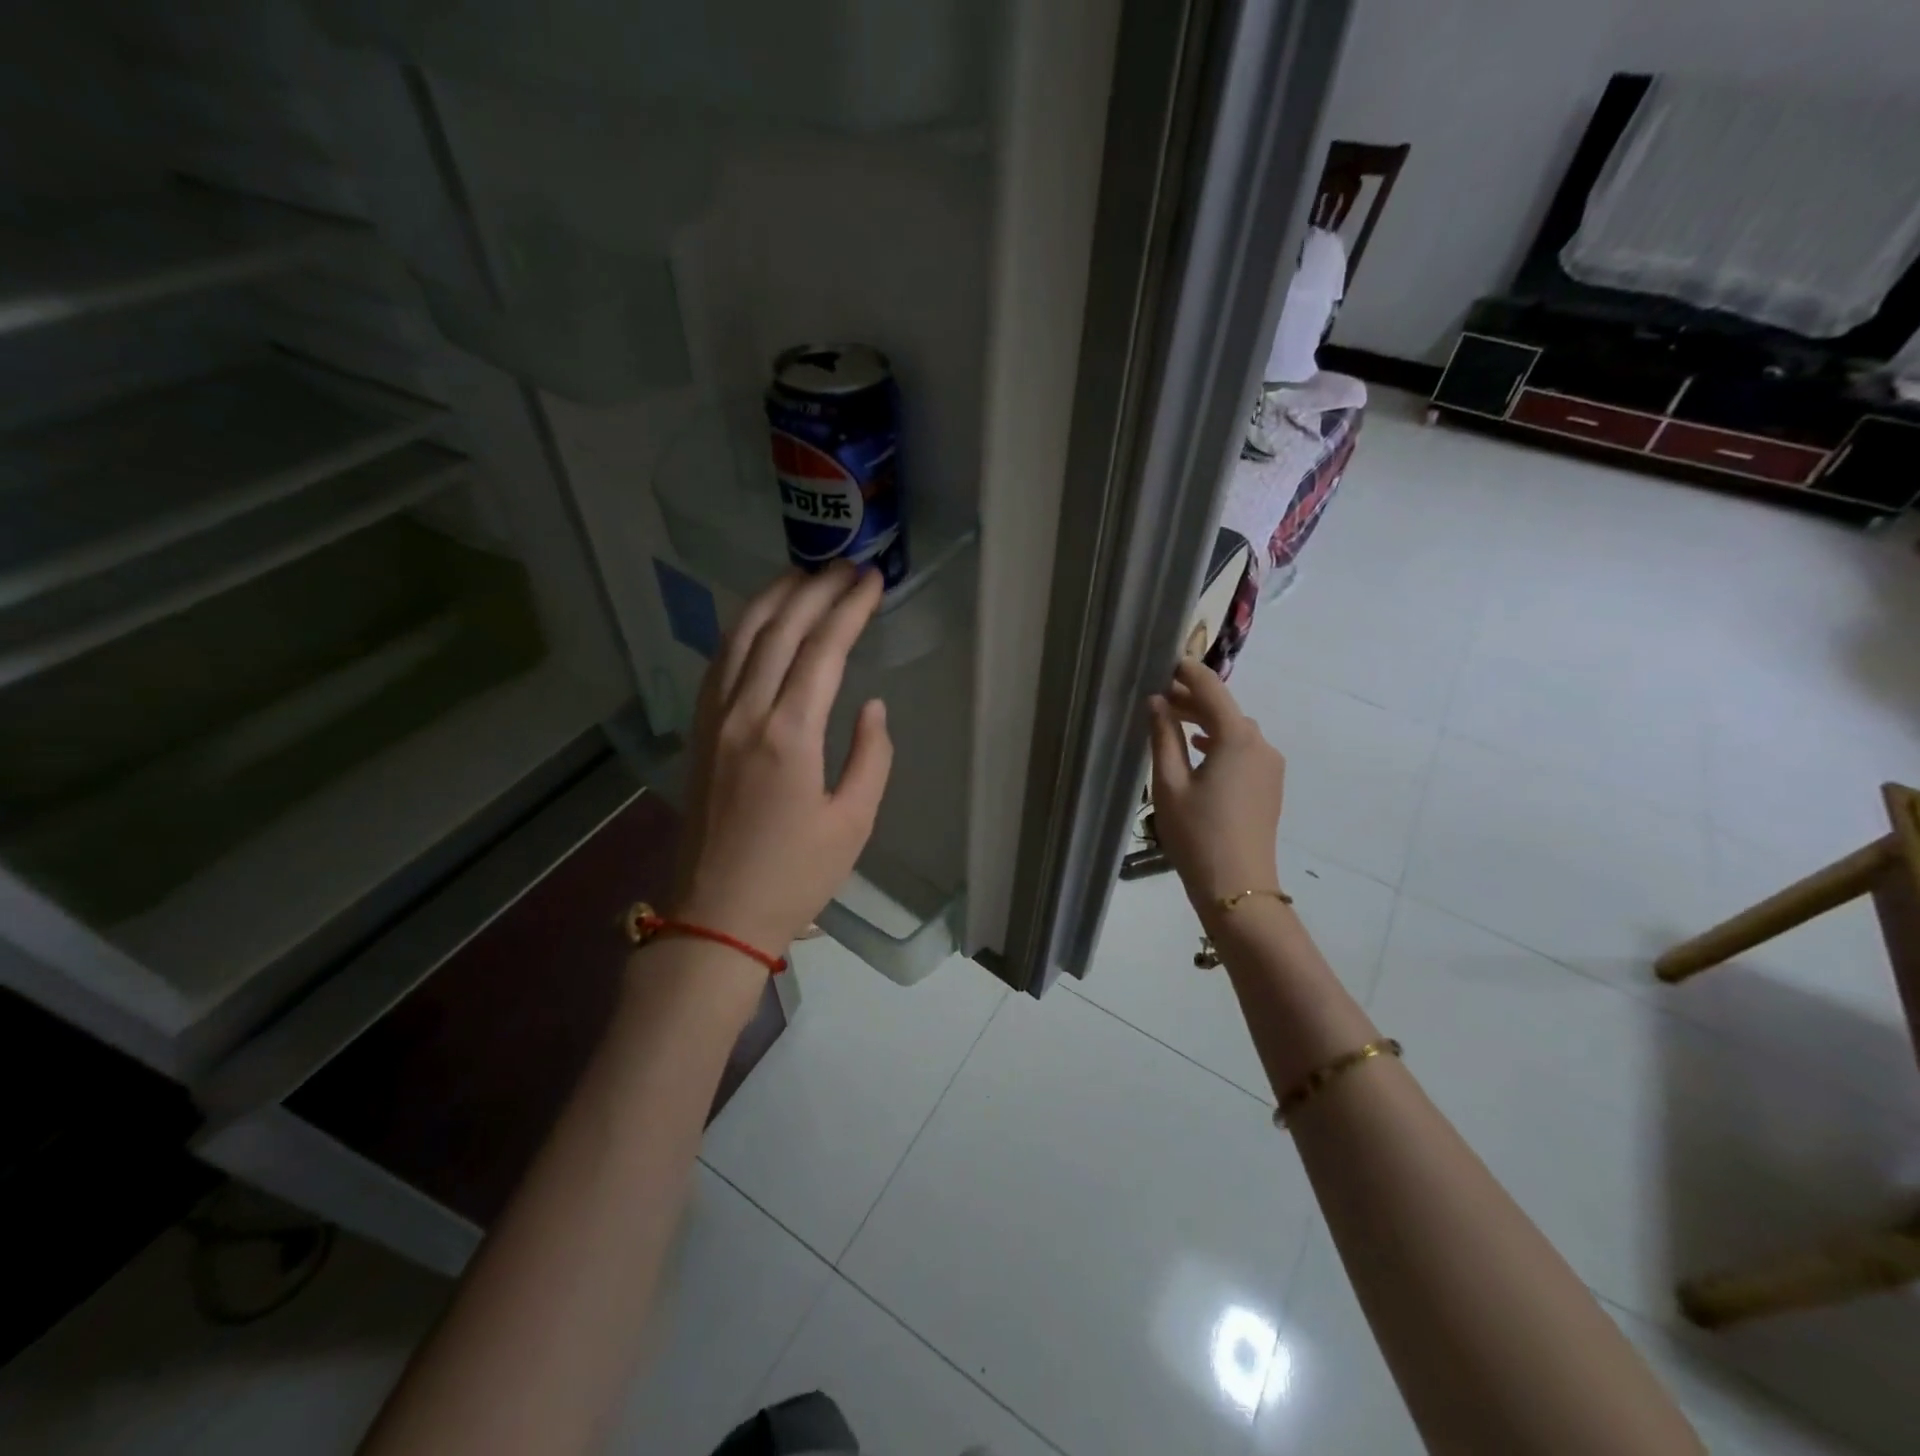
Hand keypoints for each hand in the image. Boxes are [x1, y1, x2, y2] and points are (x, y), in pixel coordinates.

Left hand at [669, 562, 893, 956]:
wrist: (715, 915)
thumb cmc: (794, 876)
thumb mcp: (853, 822)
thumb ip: (871, 756)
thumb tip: (872, 706)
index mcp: (788, 735)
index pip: (823, 650)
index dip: (850, 609)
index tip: (873, 580)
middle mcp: (745, 713)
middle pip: (779, 629)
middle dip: (815, 589)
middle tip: (846, 566)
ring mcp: (714, 719)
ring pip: (740, 637)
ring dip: (773, 598)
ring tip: (803, 574)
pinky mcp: (699, 732)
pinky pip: (719, 662)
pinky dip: (742, 629)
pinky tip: (759, 620)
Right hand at [1147, 660, 1285, 907]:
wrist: (1237, 887)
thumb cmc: (1197, 833)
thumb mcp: (1169, 783)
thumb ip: (1163, 736)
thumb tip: (1157, 702)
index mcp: (1237, 737)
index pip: (1211, 689)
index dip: (1187, 671)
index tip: (1163, 660)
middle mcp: (1260, 744)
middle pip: (1225, 708)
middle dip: (1192, 698)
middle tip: (1157, 694)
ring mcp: (1270, 766)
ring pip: (1235, 730)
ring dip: (1206, 721)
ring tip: (1172, 721)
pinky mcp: (1269, 785)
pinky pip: (1243, 750)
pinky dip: (1220, 742)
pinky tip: (1198, 751)